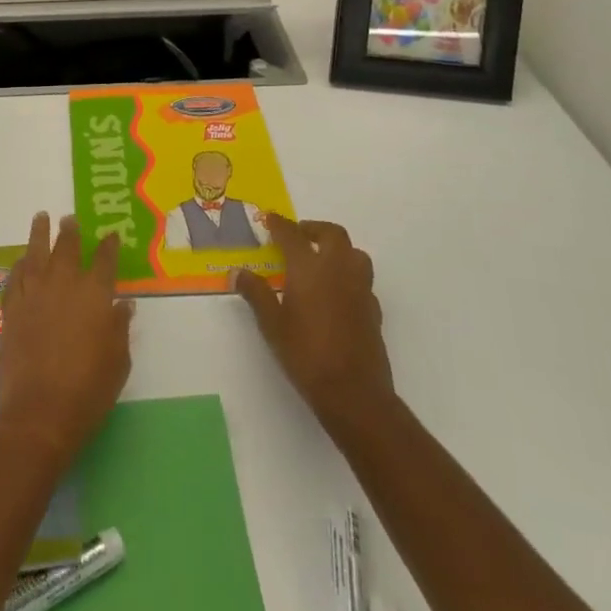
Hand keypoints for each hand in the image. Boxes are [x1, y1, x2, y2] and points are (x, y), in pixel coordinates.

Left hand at [0, 214, 133, 469]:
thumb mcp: (118, 361)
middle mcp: (63, 285)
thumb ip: (120, 328)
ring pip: (36, 253)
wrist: (39, 413)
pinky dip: (19, 265)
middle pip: (67, 248)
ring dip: (39, 234)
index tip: (110, 234)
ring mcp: (33, 294)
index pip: (104, 260)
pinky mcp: (11, 309)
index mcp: (95, 294)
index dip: (108, 246)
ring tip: (41, 217)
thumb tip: (123, 304)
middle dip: (70, 232)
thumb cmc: (88, 391)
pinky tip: (21, 260)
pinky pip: (14, 278)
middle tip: (70, 219)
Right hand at [234, 216, 395, 439]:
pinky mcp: (373, 309)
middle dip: (314, 229)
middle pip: (332, 234)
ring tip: (320, 260)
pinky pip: (362, 279)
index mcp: (309, 268)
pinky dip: (349, 275)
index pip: (292, 234)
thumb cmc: (306, 354)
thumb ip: (256, 294)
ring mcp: (360, 288)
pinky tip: (337, 292)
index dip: (279, 224)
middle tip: (298, 235)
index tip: (270, 218)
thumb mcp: (272, 324)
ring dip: (338, 248)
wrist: (354, 392)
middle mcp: (338, 269)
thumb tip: (237, 273)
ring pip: (354, 253)